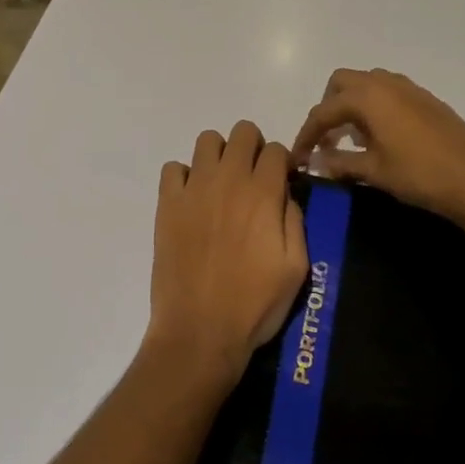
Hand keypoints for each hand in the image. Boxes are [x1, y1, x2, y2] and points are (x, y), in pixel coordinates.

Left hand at [146, 121, 308, 390]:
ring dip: (219, 155)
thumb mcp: (296, 268)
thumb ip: (296, 222)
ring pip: (207, 140)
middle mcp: (229, 180)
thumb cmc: (255, 304)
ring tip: (221, 185)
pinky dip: (184, 177)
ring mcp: (194, 189)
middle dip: (252, 148)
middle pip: (243, 131)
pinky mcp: (167, 204)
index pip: (275, 149)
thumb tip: (286, 194)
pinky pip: (173, 168)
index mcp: (263, 194)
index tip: (280, 183)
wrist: (199, 331)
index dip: (281, 163)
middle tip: (252, 179)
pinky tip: (192, 201)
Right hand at [291, 69, 464, 227]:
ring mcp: (408, 88)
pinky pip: (388, 91)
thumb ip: (340, 162)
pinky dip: (374, 106)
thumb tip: (316, 161)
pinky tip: (380, 137)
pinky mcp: (425, 98)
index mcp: (367, 97)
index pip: (323, 111)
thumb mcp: (374, 171)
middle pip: (341, 83)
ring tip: (353, 139)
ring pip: (367, 84)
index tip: (299, 158)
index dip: (306, 134)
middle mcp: (385, 83)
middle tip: (327, 140)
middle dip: (328, 108)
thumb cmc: (419, 174)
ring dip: (352, 105)